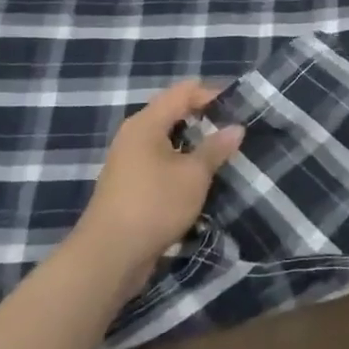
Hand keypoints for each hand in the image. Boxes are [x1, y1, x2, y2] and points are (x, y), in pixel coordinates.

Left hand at [76, 81, 244, 278]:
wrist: (108, 257)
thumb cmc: (154, 205)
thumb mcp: (193, 175)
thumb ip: (216, 148)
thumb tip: (236, 127)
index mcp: (146, 123)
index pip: (184, 91)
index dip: (212, 94)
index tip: (240, 108)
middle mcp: (134, 135)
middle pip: (174, 113)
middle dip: (205, 119)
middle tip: (235, 131)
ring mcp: (129, 161)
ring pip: (168, 140)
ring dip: (194, 144)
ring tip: (223, 154)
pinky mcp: (130, 185)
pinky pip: (161, 162)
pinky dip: (182, 163)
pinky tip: (201, 178)